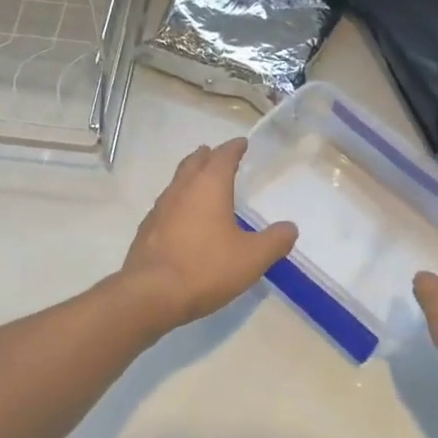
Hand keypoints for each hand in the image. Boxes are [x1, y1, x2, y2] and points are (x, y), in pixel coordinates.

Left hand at [120, 139, 296, 329]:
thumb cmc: (206, 268)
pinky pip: (166, 205)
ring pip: (177, 182)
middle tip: (218, 155)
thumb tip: (290, 228)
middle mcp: (181, 189)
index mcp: (209, 186)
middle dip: (208, 156)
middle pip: (194, 162)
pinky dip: (179, 202)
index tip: (242, 143)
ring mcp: (160, 208)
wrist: (150, 294)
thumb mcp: (252, 258)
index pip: (223, 156)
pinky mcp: (147, 229)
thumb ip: (275, 241)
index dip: (234, 148)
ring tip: (202, 184)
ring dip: (191, 177)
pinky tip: (183, 219)